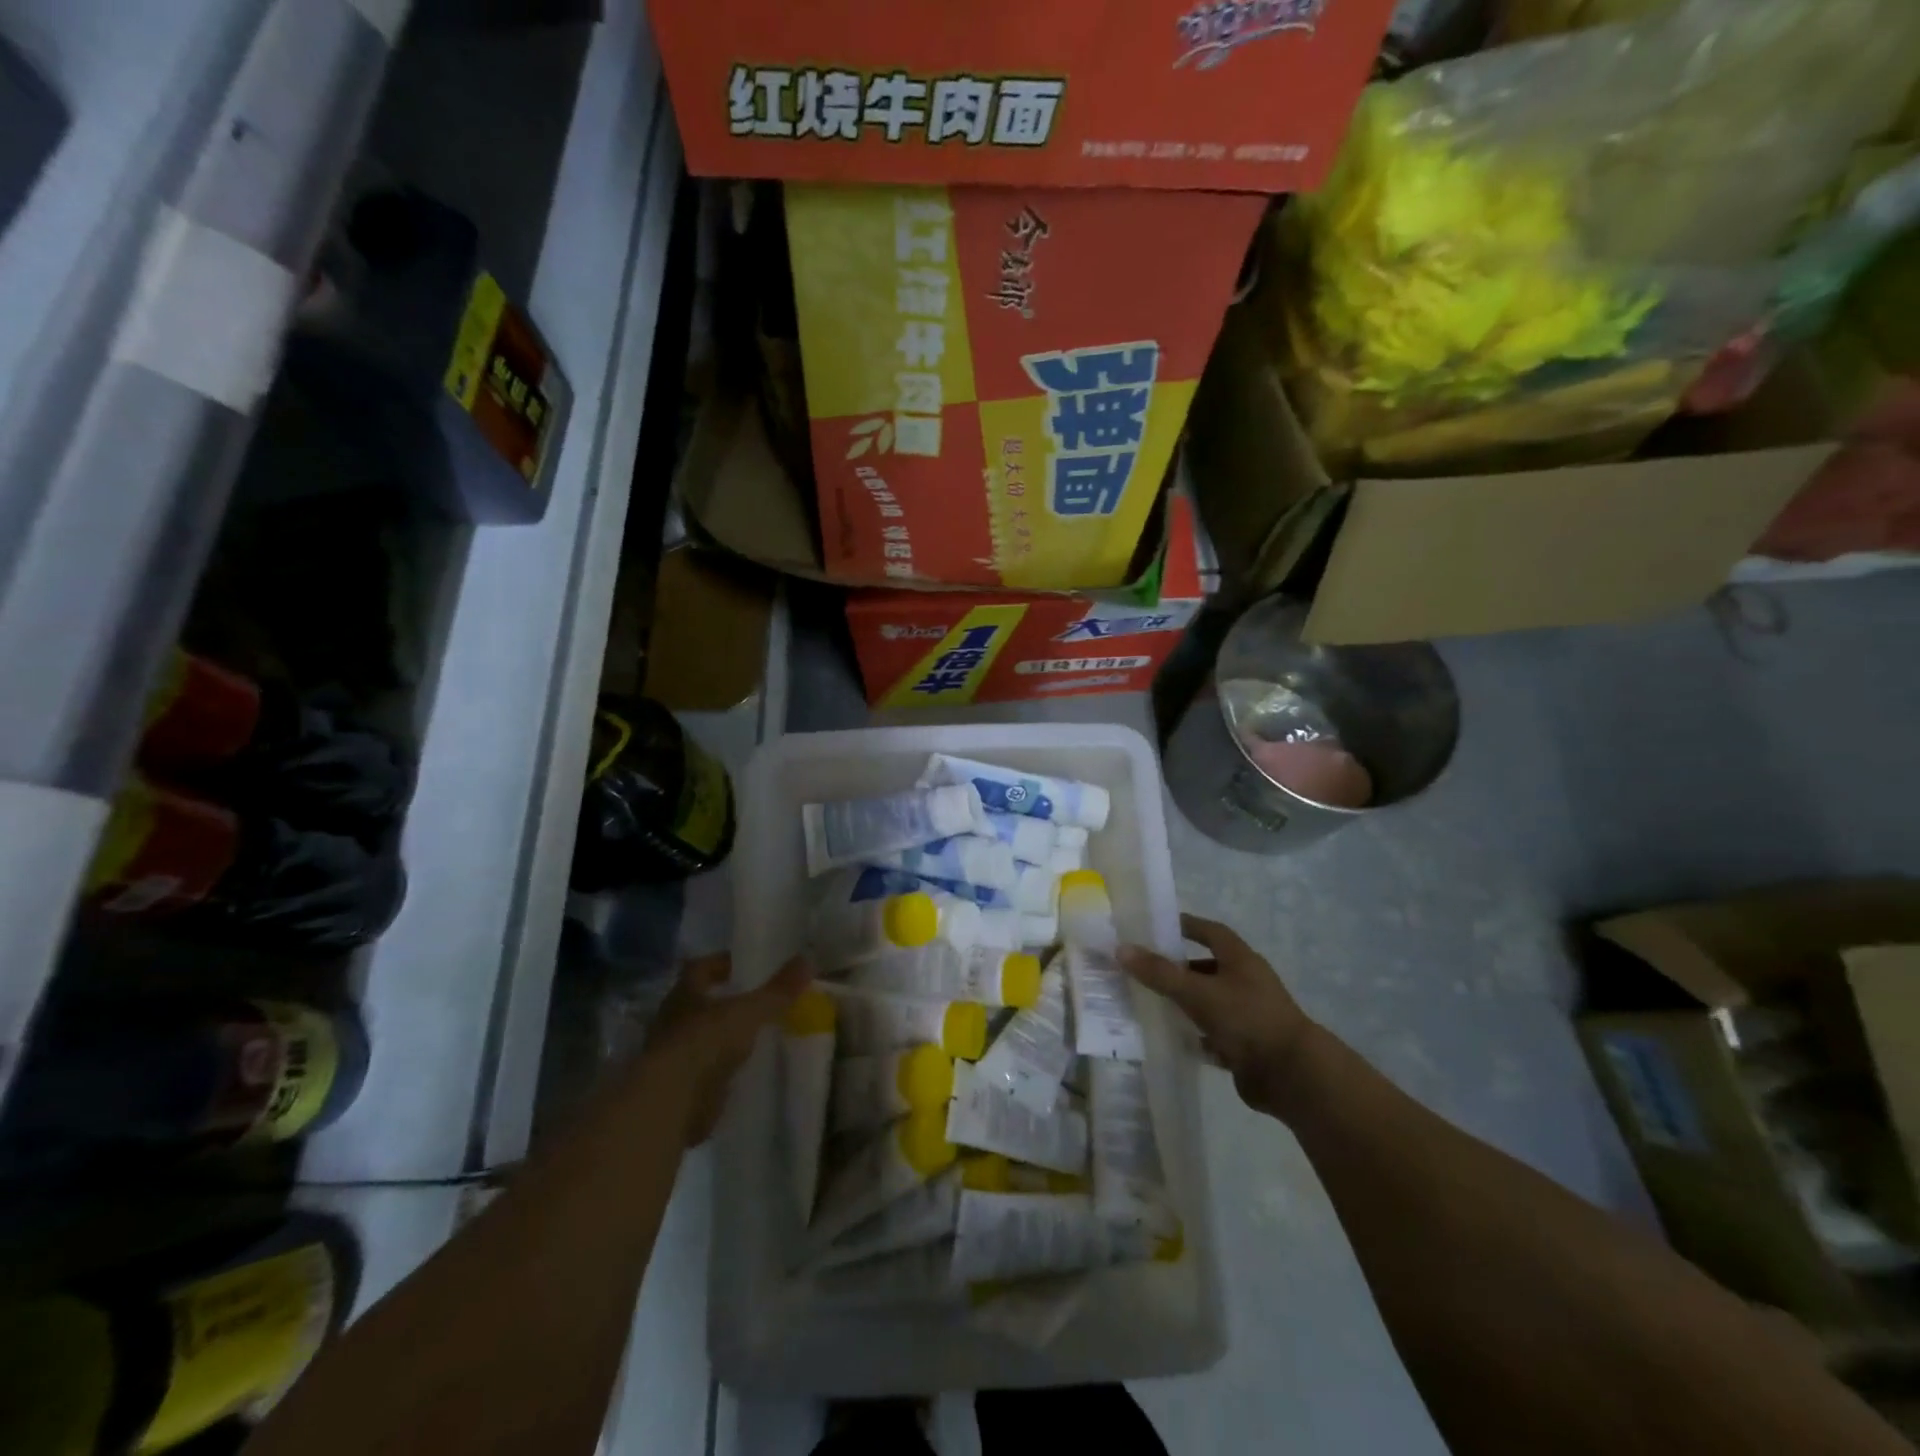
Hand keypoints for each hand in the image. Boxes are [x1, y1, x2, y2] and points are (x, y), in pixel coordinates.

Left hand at [644, 953, 810, 1145]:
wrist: (670, 1103)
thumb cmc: (706, 1042)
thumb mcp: (750, 1011)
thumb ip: (778, 990)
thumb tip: (808, 959)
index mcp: (684, 995)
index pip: (700, 969)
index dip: (721, 964)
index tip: (743, 966)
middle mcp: (671, 1022)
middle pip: (697, 1005)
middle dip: (721, 1003)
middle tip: (753, 1002)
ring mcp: (670, 1058)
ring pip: (698, 1039)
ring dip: (719, 1038)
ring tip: (752, 1038)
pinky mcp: (677, 1089)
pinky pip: (701, 1073)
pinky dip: (718, 1072)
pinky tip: (740, 1073)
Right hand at [1120, 915, 1316, 1115]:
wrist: (1292, 1076)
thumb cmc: (1246, 1019)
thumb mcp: (1198, 992)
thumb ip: (1160, 973)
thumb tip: (1121, 948)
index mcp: (1241, 960)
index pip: (1211, 931)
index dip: (1187, 926)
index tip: (1158, 926)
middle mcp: (1246, 982)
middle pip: (1207, 968)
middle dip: (1178, 967)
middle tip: (1144, 969)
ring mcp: (1248, 1015)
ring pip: (1209, 1002)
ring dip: (1184, 1002)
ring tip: (1150, 1002)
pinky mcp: (1246, 1045)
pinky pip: (1214, 1034)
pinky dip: (1195, 1034)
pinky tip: (1172, 1037)